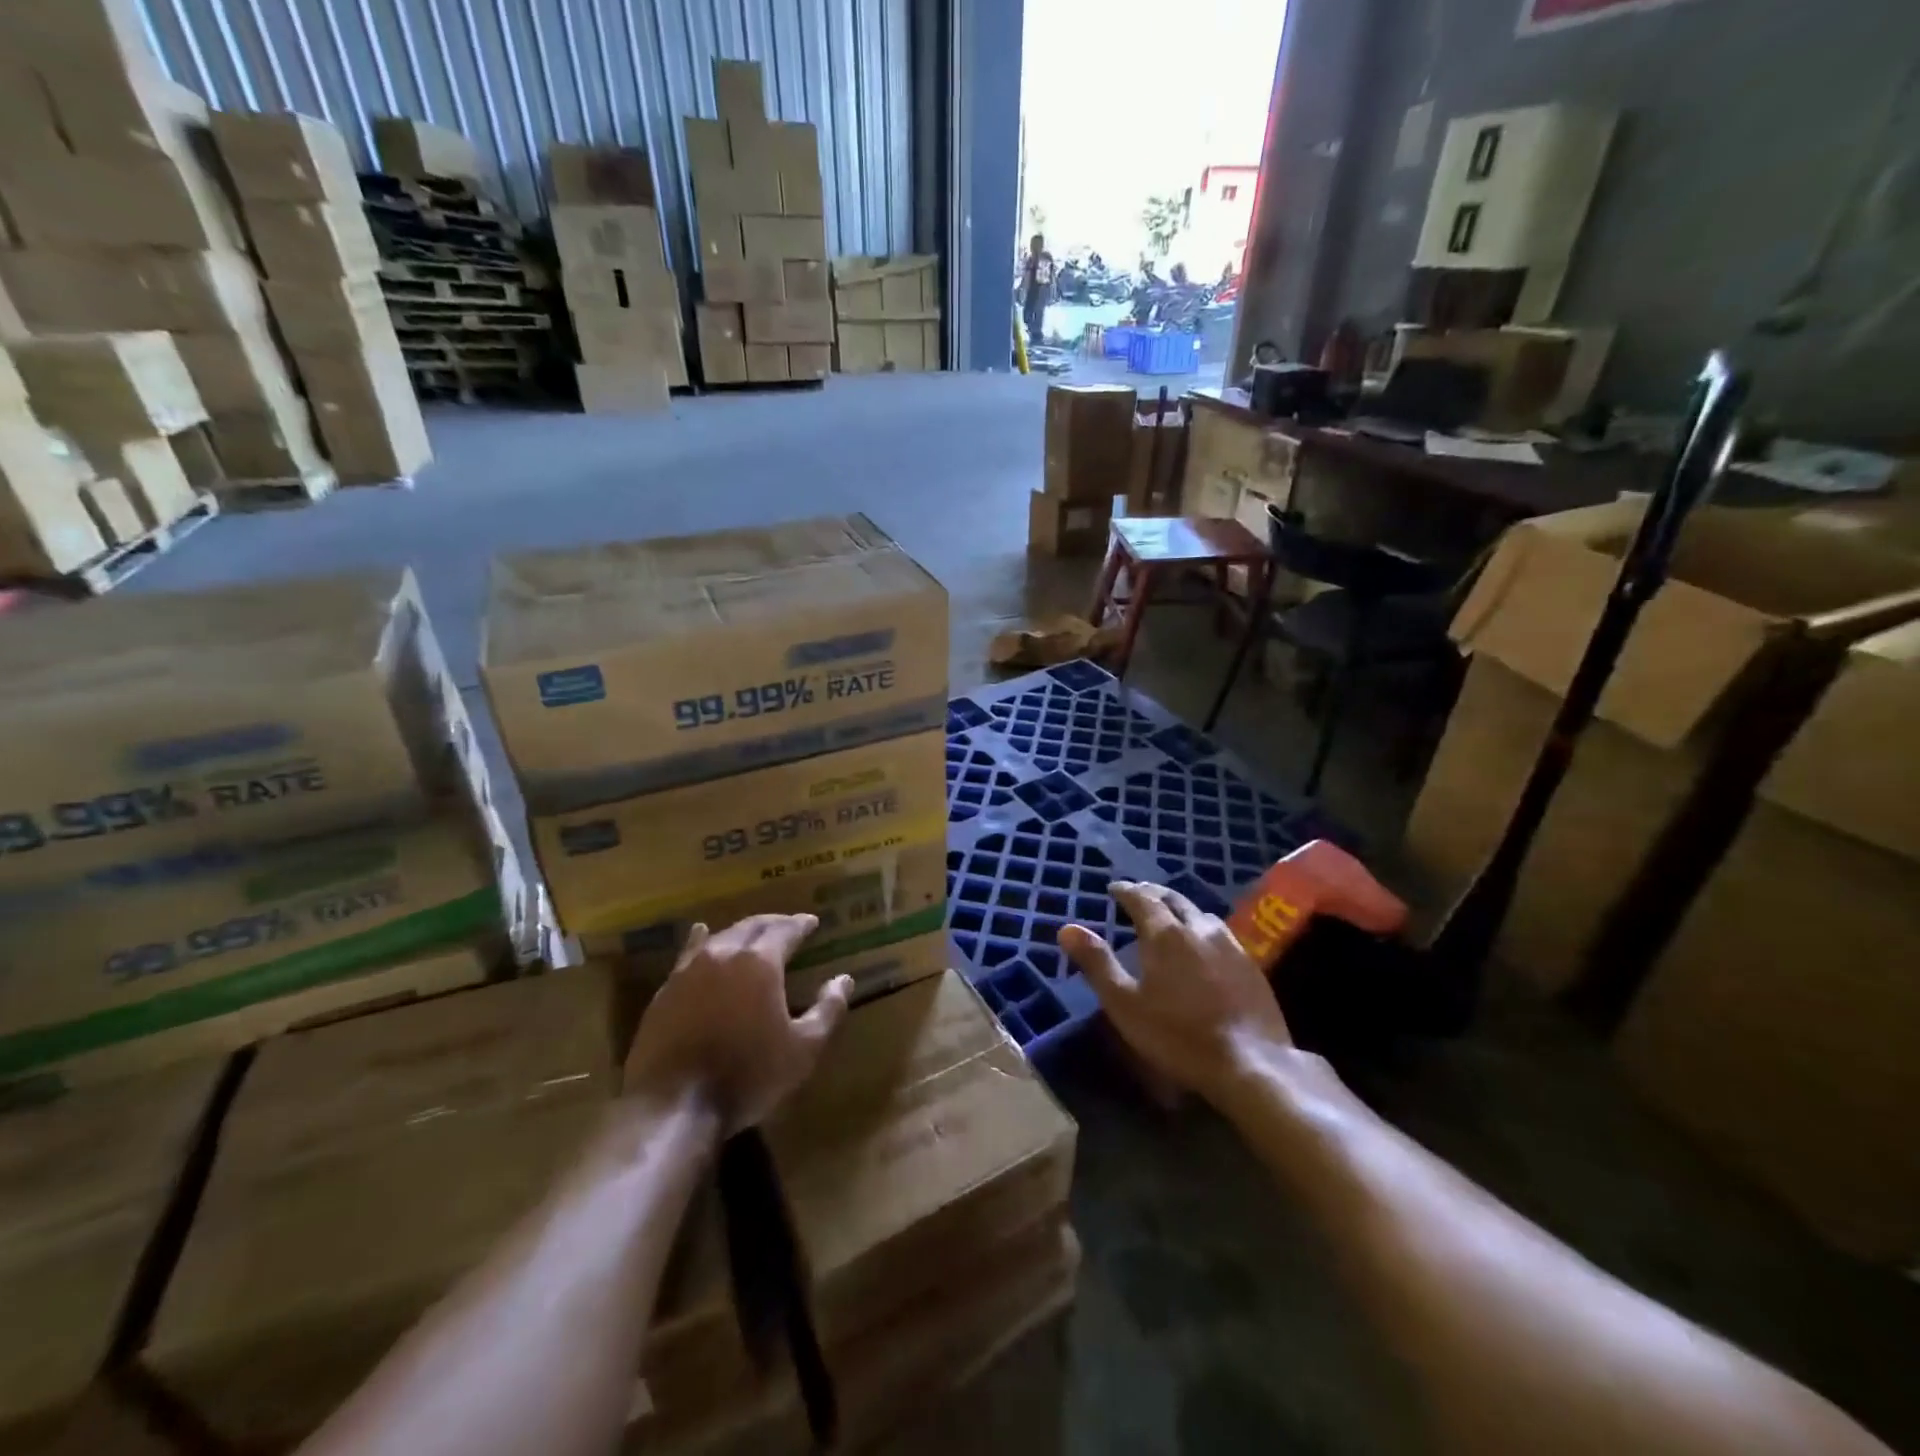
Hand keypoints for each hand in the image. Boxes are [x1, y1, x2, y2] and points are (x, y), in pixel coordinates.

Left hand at [624, 915, 851, 1135]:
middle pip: (751, 926)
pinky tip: (700, 937)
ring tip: (751, 932)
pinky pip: (688, 955)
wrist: (674, 1106)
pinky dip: (701, 942)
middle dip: (772, 923)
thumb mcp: (803, 1049)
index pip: (785, 930)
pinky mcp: (665, 991)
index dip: (801, 924)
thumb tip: (844, 979)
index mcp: (760, 962)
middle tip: (787, 925)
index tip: (812, 921)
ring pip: (719, 937)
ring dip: (739, 932)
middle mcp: (724, 954)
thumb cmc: (748, 1075)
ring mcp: (689, 971)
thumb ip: (828, 1010)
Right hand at [1060, 881, 1292, 1105]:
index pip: (1142, 898)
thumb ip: (1097, 963)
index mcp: (1165, 933)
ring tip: (1168, 916)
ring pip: (1199, 914)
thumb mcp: (1124, 1003)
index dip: (1126, 891)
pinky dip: (1201, 928)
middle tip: (1138, 895)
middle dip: (1153, 893)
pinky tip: (1202, 945)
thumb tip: (1066, 928)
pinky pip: (1220, 932)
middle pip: (1173, 899)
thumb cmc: (1178, 1035)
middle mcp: (1198, 928)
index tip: (1114, 888)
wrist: (1250, 1063)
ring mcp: (1230, 944)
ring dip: (1179, 909)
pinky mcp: (1251, 965)